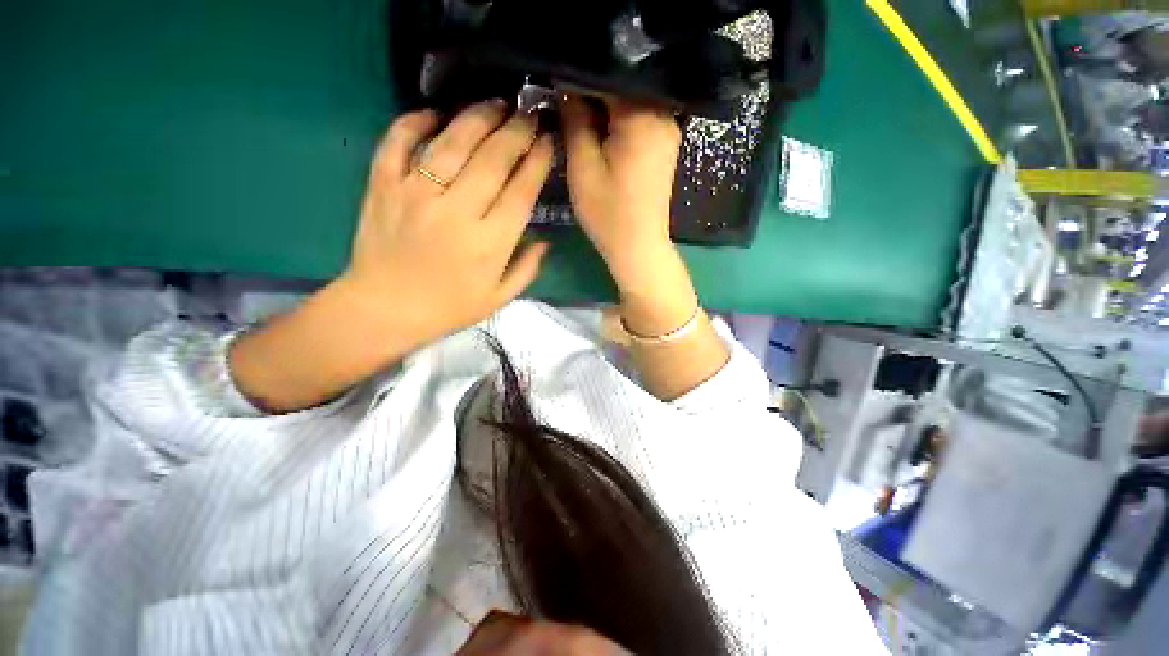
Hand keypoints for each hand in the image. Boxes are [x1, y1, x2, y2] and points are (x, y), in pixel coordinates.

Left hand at [342, 101, 554, 342]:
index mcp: (490, 243)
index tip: (548, 142)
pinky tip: (436, 113)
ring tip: (497, 105)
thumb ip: (527, 269)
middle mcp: (457, 211)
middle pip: (493, 158)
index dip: (538, 161)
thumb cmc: (448, 308)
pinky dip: (416, 120)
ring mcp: (416, 194)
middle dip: (517, 131)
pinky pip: (398, 140)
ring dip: (479, 117)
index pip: (521, 190)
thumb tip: (545, 241)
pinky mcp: (383, 185)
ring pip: (452, 141)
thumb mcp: (499, 298)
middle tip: (529, 115)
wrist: (383, 310)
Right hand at [560, 96, 694, 338]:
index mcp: (643, 117)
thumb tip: (566, 86)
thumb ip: (574, 121)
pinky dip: (618, 119)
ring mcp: (668, 130)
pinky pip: (639, 118)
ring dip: (604, 105)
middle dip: (591, 90)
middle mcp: (663, 115)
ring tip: (578, 112)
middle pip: (623, 85)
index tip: (554, 80)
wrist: (638, 247)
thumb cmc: (608, 214)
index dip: (578, 75)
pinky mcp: (664, 145)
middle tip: (563, 97)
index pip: (608, 74)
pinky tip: (600, 128)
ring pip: (630, 101)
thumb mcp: (583, 167)